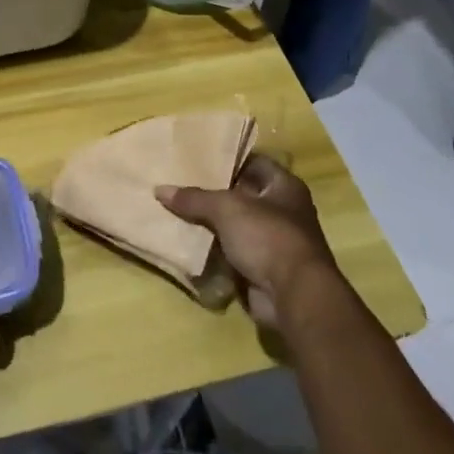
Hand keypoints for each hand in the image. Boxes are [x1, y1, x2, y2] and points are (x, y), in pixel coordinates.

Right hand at [156, 155, 338, 330]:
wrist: (293, 295)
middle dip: (214, 193)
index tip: (198, 159)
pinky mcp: (264, 267)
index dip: (228, 160)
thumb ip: (194, 198)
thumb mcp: (226, 209)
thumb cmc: (268, 236)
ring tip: (177, 211)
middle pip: (243, 195)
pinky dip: (215, 250)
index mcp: (285, 187)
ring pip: (236, 225)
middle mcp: (283, 211)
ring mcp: (274, 241)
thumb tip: (159, 189)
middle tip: (180, 184)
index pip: (254, 163)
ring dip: (212, 223)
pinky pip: (234, 252)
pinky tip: (189, 242)